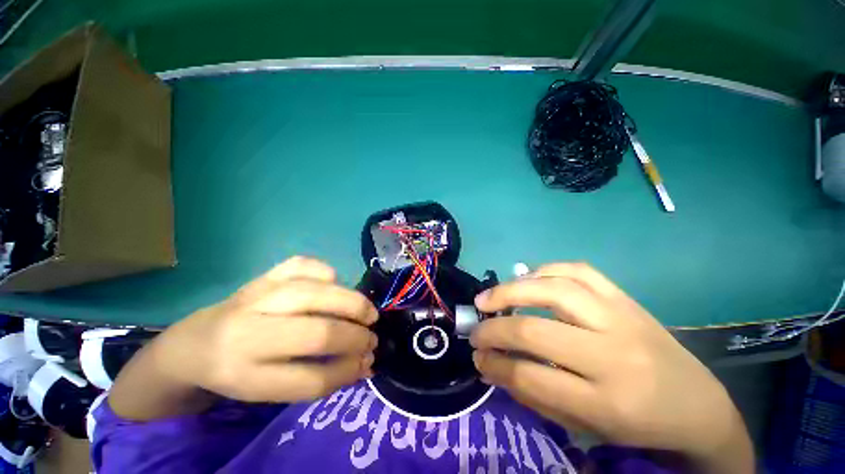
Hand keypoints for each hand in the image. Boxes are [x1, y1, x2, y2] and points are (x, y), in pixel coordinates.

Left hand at [147, 257, 377, 402]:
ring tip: (368, 313)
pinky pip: (303, 265)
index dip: (348, 371)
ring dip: (352, 303)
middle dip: (355, 337)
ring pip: (315, 293)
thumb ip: (319, 378)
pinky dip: (328, 272)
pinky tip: (335, 286)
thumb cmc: (236, 372)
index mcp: (243, 376)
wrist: (194, 343)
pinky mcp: (264, 275)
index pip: (310, 378)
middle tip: (372, 338)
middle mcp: (246, 333)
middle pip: (316, 333)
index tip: (368, 364)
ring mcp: (256, 295)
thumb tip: (366, 364)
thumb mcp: (270, 390)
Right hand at [470, 263, 752, 472]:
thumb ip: (534, 393)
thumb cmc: (638, 423)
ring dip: (510, 290)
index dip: (494, 365)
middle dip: (493, 329)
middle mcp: (613, 354)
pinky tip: (527, 279)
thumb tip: (491, 364)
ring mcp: (621, 317)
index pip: (530, 376)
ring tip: (488, 298)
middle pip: (535, 330)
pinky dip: (543, 270)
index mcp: (607, 402)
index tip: (477, 357)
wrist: (696, 403)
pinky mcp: (625, 297)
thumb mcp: (585, 424)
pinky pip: (577, 270)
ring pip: (553, 289)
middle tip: (475, 328)